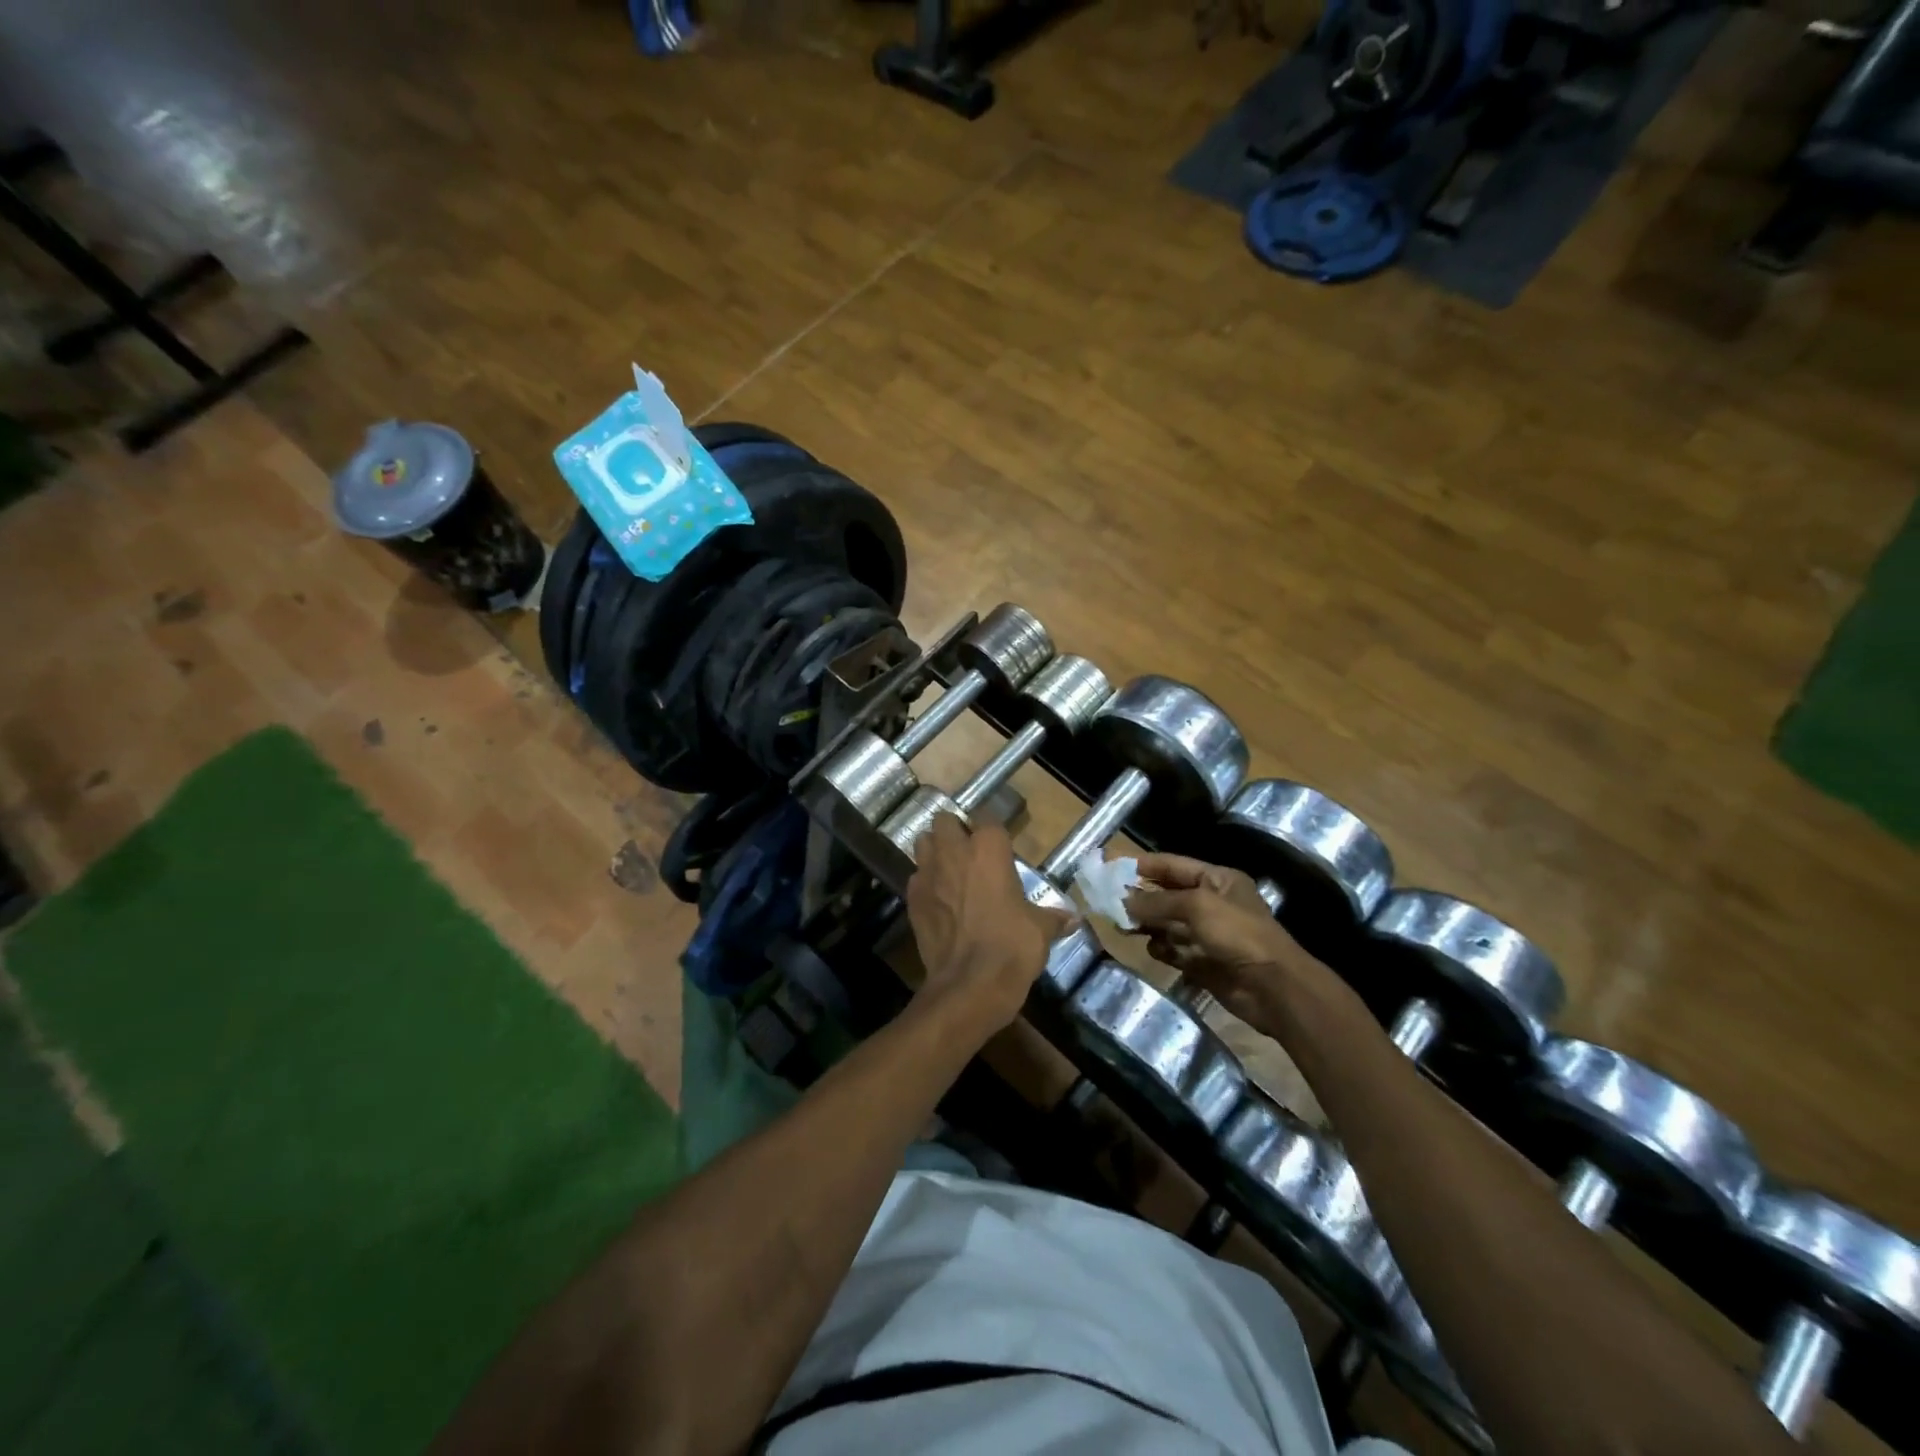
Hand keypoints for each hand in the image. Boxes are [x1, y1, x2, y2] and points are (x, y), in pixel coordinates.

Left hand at [905, 813, 1074, 1040]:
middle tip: (968, 852)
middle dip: (954, 831)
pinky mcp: (912, 899)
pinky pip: (915, 878)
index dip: (992, 832)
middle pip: (945, 821)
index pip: (988, 819)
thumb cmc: (1011, 947)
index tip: (1000, 846)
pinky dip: (925, 883)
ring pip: (922, 843)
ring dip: (934, 851)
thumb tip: (1072, 919)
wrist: (969, 985)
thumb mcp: (1040, 930)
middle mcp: (954, 852)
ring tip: (949, 870)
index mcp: (989, 849)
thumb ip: (1053, 917)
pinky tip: (938, 900)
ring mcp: (928, 874)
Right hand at [1126, 854, 1303, 1023]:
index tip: (1112, 867)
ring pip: (1168, 924)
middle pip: (1168, 895)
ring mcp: (1208, 934)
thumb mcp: (1197, 906)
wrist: (1273, 987)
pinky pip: (1175, 950)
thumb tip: (1123, 901)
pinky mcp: (1204, 962)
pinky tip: (1153, 949)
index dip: (1144, 865)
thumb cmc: (1238, 934)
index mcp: (1218, 880)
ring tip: (1123, 926)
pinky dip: (1162, 949)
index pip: (1174, 865)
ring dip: (1147, 924)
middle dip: (1141, 898)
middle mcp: (1212, 903)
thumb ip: (1157, 901)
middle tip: (1109, 901)